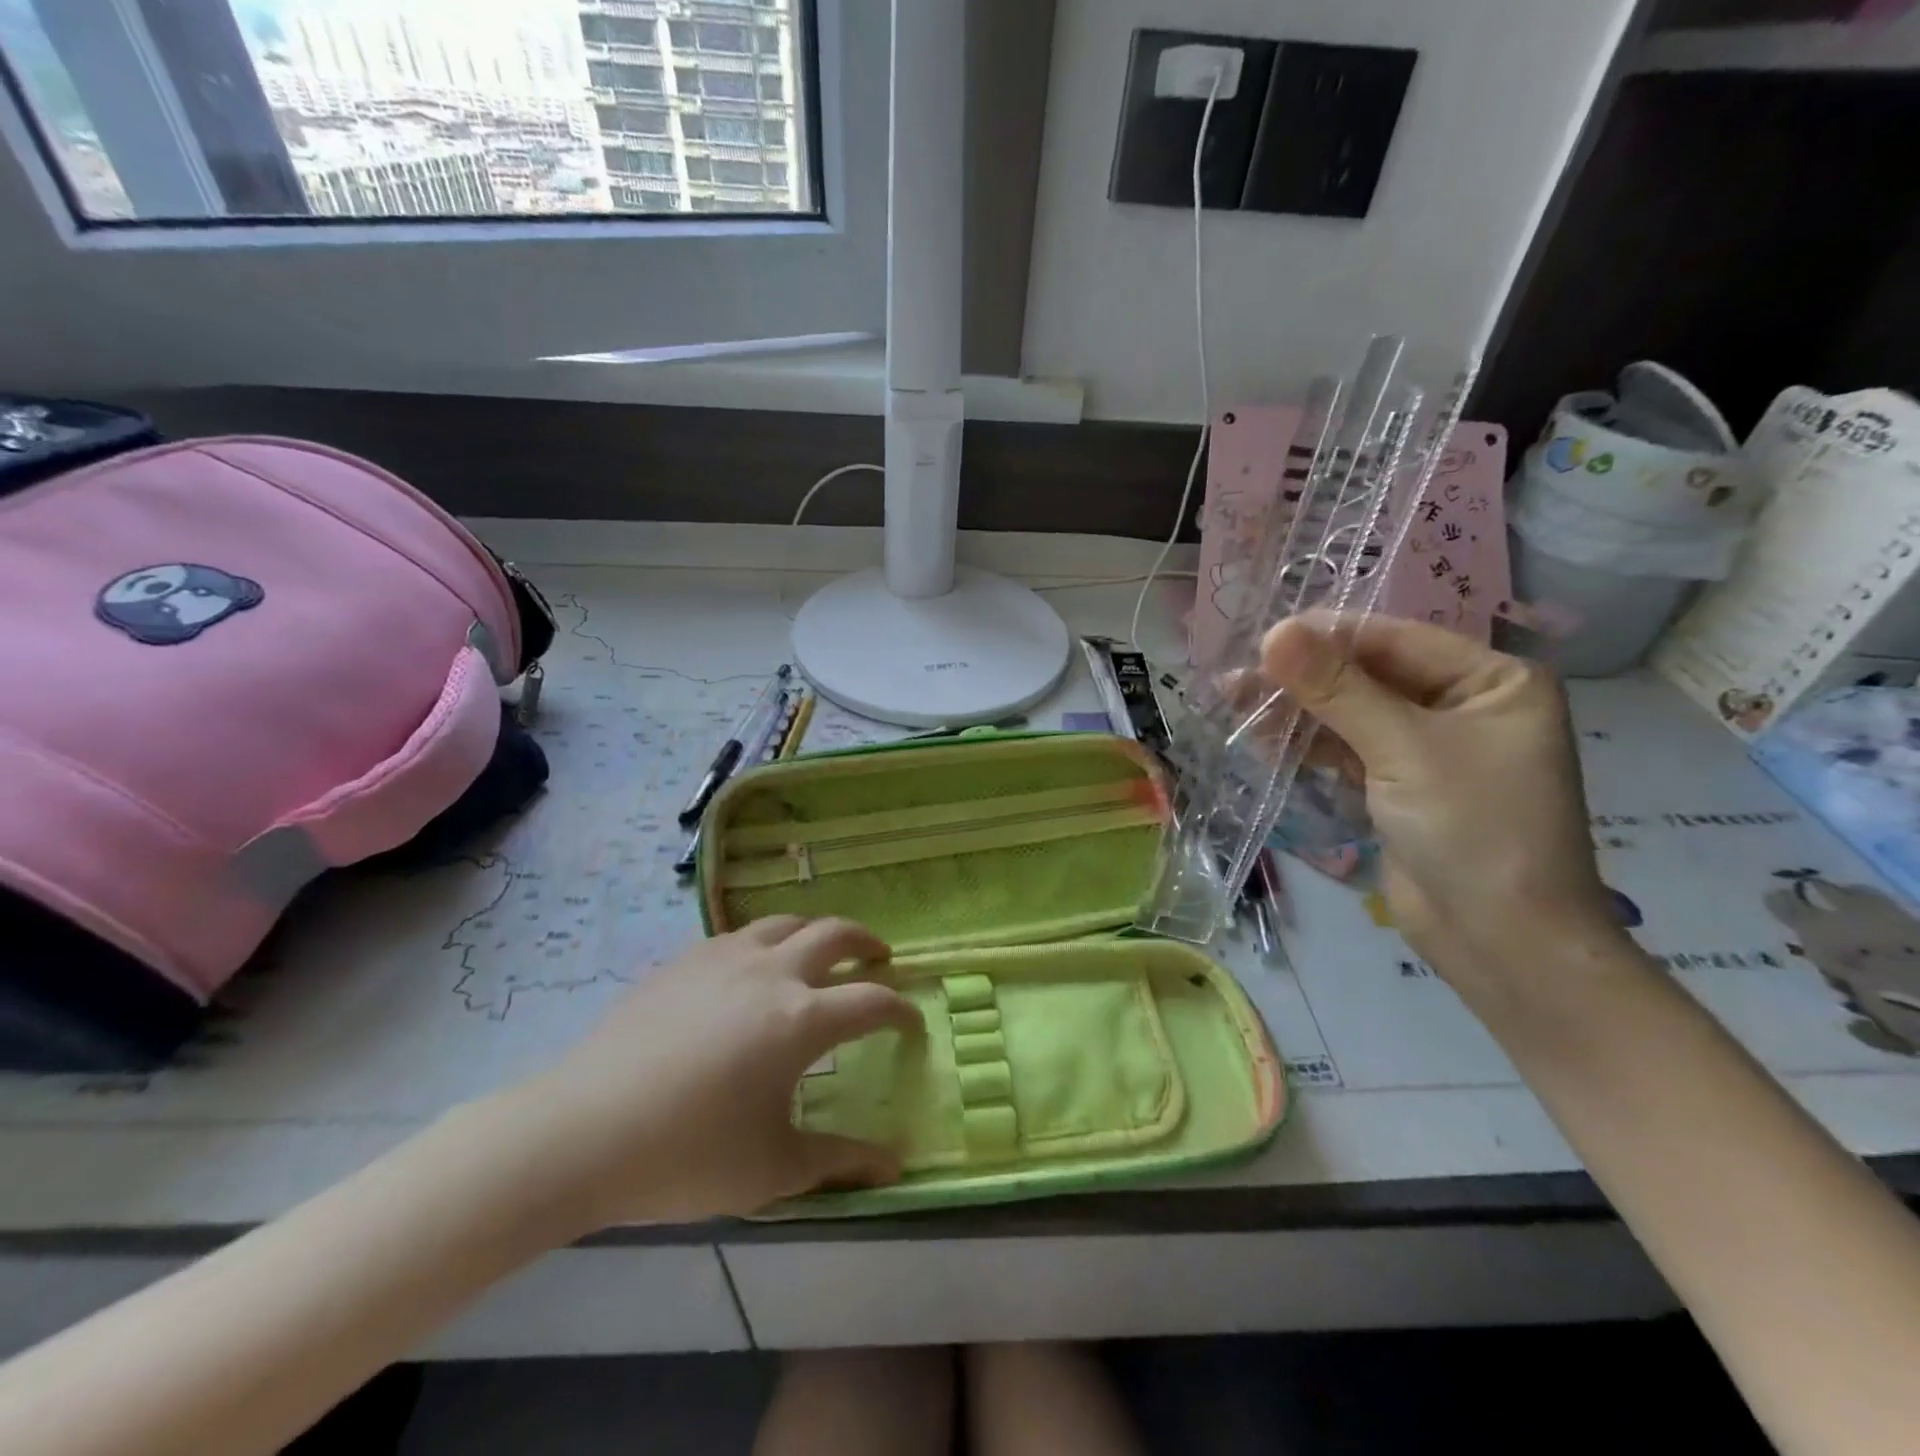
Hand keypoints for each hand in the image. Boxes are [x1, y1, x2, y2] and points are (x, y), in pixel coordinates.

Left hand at [502, 917, 920, 1228]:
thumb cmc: (686, 1155)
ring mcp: (724, 958)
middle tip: (879, 958)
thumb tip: (895, 1165)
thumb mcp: (773, 1169)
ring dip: (816, 932)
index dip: (900, 1009)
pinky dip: (766, 941)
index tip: (912, 1021)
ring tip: (820, 953)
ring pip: (786, 922)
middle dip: (867, 942)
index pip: (872, 1001)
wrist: (581, 1132)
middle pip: (835, 934)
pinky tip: (752, 970)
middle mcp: (771, 972)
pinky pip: (740, 934)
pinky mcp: (684, 960)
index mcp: (801, 1019)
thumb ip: (840, 1161)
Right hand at [1259, 614, 1626, 1000]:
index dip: (1325, 637)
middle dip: (1303, 678)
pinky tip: (1262, 739)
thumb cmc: (1474, 831)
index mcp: (1491, 680)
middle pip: (1367, 675)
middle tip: (1234, 680)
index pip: (1394, 640)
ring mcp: (1427, 748)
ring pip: (1349, 714)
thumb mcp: (1404, 750)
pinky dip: (1307, 745)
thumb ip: (1336, 689)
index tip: (1258, 640)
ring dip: (1296, 712)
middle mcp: (1462, 704)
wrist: (1502, 943)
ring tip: (1233, 704)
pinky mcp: (1397, 785)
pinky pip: (1346, 750)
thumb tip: (1274, 632)